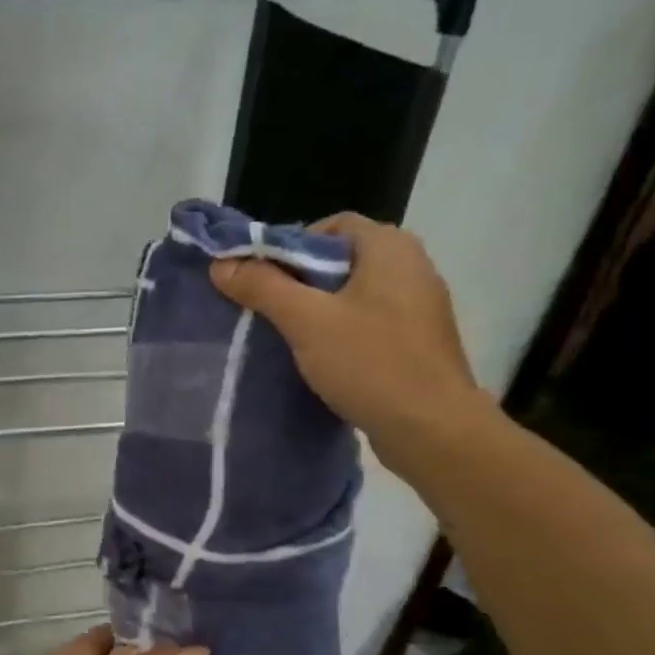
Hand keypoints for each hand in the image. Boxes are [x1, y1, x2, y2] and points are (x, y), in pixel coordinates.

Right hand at [209, 212, 491, 473]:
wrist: (432, 428)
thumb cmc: (370, 363)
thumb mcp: (306, 321)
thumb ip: (263, 288)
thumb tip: (221, 265)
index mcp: (390, 247)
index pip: (332, 225)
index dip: (291, 245)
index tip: (262, 278)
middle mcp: (411, 266)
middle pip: (341, 259)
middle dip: (300, 280)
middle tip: (266, 308)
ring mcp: (419, 305)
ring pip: (354, 293)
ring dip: (318, 309)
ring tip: (287, 336)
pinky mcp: (417, 340)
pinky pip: (369, 321)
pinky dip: (341, 331)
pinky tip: (320, 358)